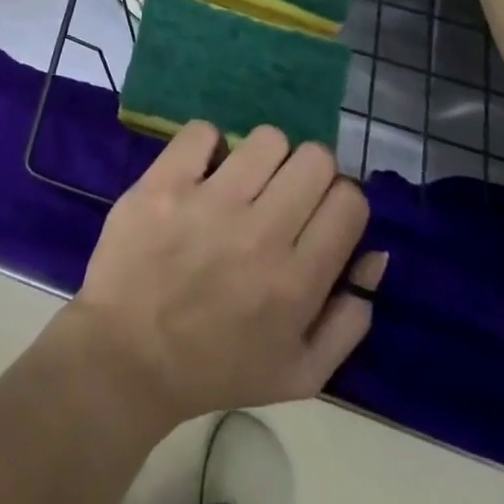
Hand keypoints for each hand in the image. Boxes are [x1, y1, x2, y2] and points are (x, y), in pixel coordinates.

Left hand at [65, 123, 384, 430]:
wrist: (129, 355)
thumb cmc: (217, 368)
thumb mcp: (301, 372)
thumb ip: (349, 319)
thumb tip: (375, 254)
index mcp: (298, 282)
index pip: (349, 200)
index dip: (339, 198)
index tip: (318, 210)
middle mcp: (261, 234)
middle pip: (314, 159)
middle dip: (307, 170)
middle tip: (281, 193)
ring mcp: (210, 202)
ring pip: (266, 138)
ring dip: (262, 155)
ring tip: (243, 179)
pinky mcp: (165, 182)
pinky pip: (203, 131)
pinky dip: (208, 144)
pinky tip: (201, 170)